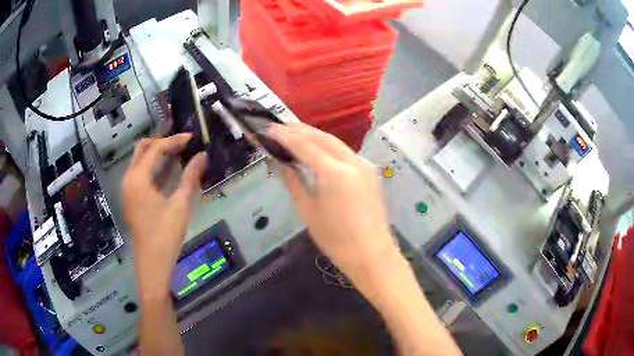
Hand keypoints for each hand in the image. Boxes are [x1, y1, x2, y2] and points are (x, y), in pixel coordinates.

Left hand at [122, 134, 206, 300]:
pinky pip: (142, 174)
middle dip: (163, 143)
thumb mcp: (180, 205)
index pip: (156, 149)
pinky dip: (155, 168)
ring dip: (159, 154)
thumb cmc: (166, 235)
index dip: (175, 140)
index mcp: (138, 179)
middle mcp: (129, 179)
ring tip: (180, 152)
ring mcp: (129, 189)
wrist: (153, 264)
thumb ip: (190, 177)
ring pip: (141, 161)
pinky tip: (171, 169)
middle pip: (143, 149)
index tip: (193, 138)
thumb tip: (202, 155)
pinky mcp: (133, 198)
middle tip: (183, 145)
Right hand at [268, 123, 398, 286]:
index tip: (268, 130)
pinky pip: (344, 151)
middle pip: (321, 136)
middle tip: (277, 128)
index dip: (284, 136)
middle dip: (298, 130)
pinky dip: (326, 146)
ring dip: (312, 135)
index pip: (304, 144)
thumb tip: (281, 163)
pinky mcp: (369, 171)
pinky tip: (315, 149)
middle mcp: (352, 161)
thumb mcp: (308, 211)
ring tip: (292, 134)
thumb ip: (294, 181)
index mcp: (335, 172)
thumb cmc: (336, 240)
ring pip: (334, 141)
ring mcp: (364, 164)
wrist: (371, 254)